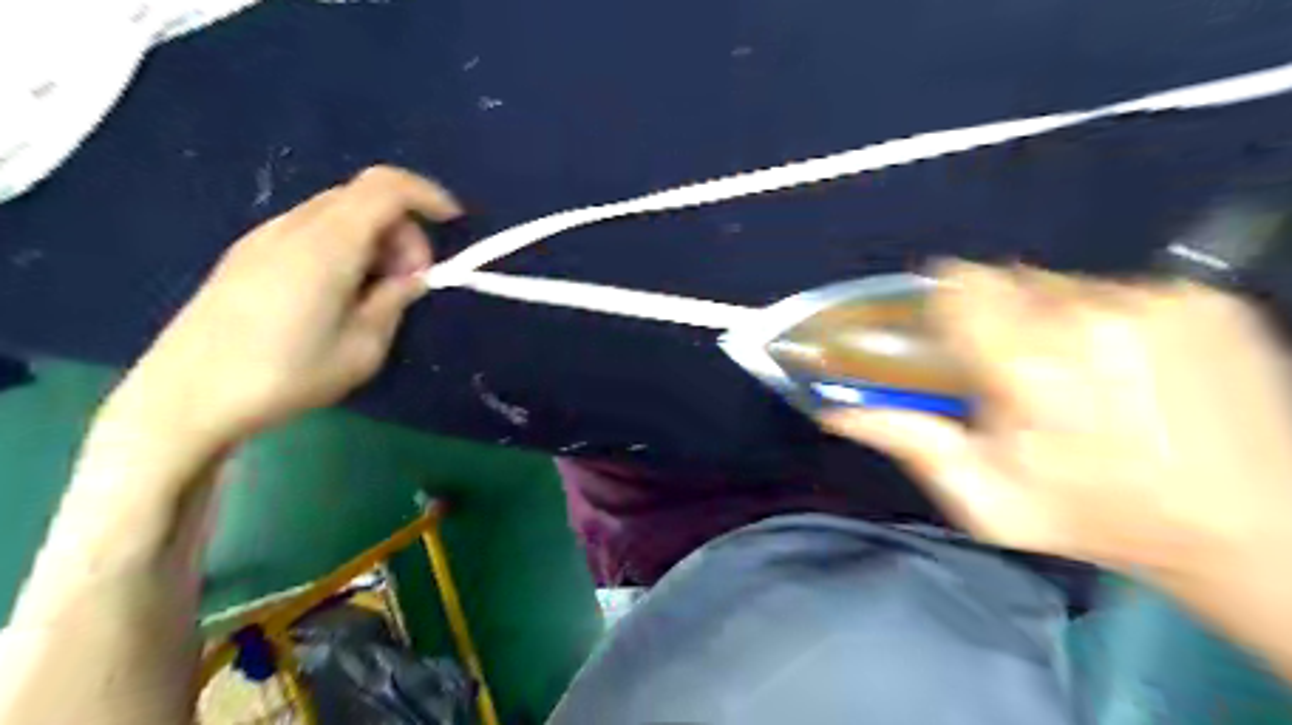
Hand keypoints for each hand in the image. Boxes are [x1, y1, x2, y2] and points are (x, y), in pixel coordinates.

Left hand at [114, 166, 461, 450]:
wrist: (186, 397)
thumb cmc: (286, 376)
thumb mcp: (362, 348)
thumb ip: (393, 301)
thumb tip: (409, 277)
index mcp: (328, 244)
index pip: (386, 187)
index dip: (427, 195)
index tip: (453, 223)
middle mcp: (295, 227)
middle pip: (364, 197)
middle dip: (402, 230)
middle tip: (409, 282)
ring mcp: (264, 238)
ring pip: (338, 212)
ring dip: (373, 239)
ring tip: (375, 293)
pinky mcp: (247, 255)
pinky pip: (313, 230)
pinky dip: (344, 246)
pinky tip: (340, 293)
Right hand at [828, 265, 1291, 579]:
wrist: (1250, 529)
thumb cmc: (1094, 517)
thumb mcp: (984, 498)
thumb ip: (908, 442)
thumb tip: (834, 411)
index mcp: (1028, 367)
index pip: (961, 285)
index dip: (943, 302)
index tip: (947, 332)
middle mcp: (1088, 317)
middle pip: (1006, 279)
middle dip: (994, 315)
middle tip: (1010, 366)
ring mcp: (1157, 302)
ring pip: (1061, 283)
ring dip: (1049, 319)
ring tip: (1074, 373)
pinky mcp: (1206, 299)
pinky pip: (1119, 290)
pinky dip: (1105, 321)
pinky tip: (1125, 369)